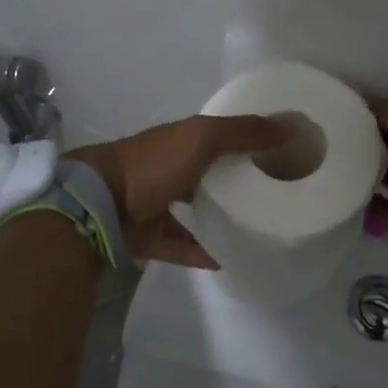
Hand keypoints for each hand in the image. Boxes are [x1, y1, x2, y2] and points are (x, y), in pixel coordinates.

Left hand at [69, 115, 284, 267]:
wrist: (98, 204)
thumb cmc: (153, 164)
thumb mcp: (202, 138)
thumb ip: (243, 133)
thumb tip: (290, 127)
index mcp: (181, 140)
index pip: (219, 135)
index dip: (247, 139)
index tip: (278, 152)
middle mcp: (168, 167)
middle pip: (206, 172)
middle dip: (233, 179)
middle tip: (269, 194)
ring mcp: (155, 202)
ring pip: (192, 208)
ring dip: (216, 216)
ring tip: (251, 228)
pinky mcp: (147, 235)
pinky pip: (180, 245)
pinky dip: (200, 251)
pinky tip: (228, 260)